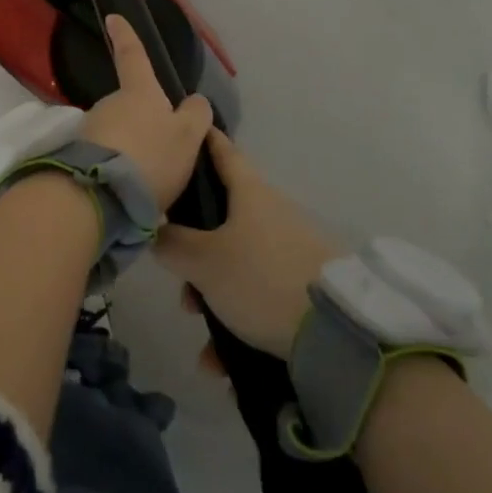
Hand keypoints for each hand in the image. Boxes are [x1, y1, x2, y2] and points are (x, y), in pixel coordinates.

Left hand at [79, 15, 214, 207]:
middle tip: (161, 152)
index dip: (126, 36)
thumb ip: (195, 116)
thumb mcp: (188, 137)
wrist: (100, 194)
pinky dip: (119, 167)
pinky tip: (130, 189)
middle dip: (143, 121)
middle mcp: (109, 104)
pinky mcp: (79, 155)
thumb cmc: (151, 156)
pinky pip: (106, 155)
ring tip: (148, 179)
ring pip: (118, 132)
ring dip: (131, 148)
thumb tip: (195, 101)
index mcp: (139, 92)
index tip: (112, 16)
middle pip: (130, 105)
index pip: (134, 56)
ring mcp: (91, 128)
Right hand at [154, 129, 340, 358]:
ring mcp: (291, 251)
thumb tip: (154, 232)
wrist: (337, 333)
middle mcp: (272, 214)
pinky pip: (258, 297)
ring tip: (202, 333)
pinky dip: (237, 323)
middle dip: (193, 249)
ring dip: (212, 295)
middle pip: (221, 218)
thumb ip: (171, 244)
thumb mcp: (204, 261)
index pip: (222, 152)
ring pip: (236, 264)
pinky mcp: (303, 287)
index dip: (202, 140)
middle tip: (177, 278)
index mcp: (251, 193)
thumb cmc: (261, 278)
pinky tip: (220, 362)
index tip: (184, 130)